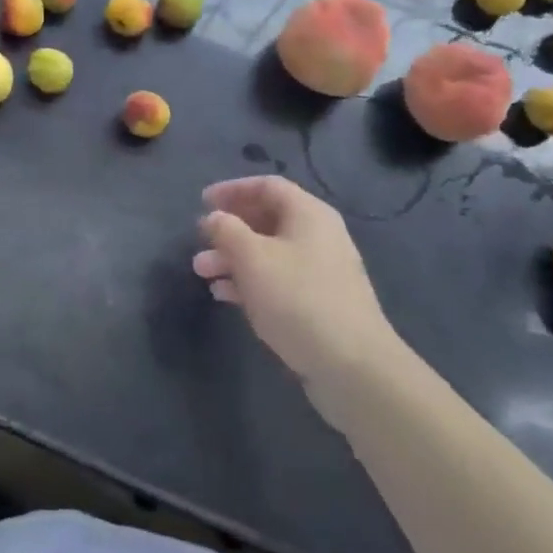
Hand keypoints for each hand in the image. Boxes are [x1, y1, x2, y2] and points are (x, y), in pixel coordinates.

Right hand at [194, 176, 404, 403]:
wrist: (352, 366)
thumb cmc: (297, 298)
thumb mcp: (252, 257)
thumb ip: (227, 230)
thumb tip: (215, 218)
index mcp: (308, 214)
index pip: (267, 186)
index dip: (232, 189)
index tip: (202, 201)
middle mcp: (318, 236)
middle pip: (267, 219)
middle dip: (229, 229)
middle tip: (200, 240)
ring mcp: (320, 272)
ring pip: (268, 252)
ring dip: (233, 258)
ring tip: (202, 272)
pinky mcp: (318, 303)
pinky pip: (277, 280)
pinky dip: (249, 281)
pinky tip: (224, 295)